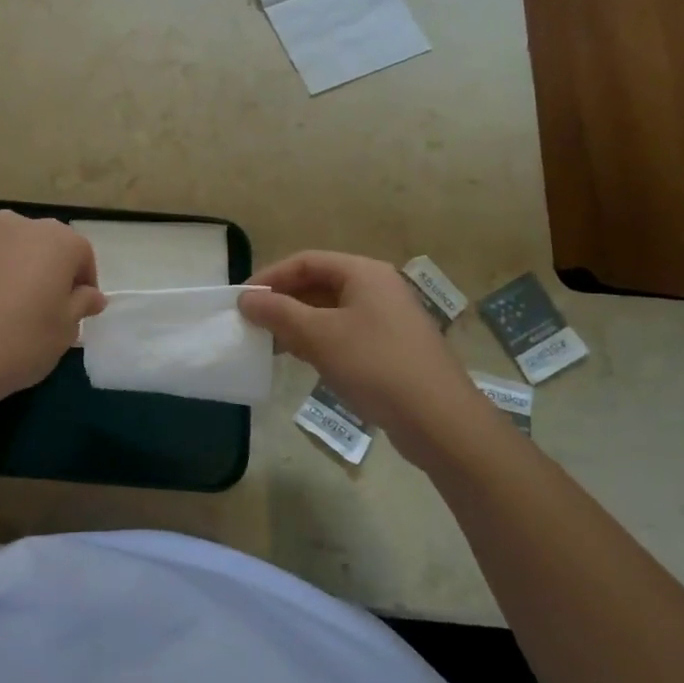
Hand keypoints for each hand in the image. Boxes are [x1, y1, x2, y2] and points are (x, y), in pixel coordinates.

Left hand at [0, 211, 105, 415]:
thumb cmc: (20, 342)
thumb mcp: (65, 331)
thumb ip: (81, 304)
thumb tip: (91, 295)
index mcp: (56, 239)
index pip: (81, 254)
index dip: (84, 283)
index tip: (77, 311)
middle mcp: (18, 225)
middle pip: (45, 245)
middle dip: (50, 270)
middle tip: (45, 308)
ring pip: (10, 248)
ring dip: (17, 269)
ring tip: (10, 308)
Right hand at [239, 251, 492, 454]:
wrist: (440, 421)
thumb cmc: (376, 366)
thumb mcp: (319, 336)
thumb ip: (279, 313)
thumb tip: (246, 299)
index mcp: (363, 272)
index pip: (305, 261)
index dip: (270, 277)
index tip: (243, 300)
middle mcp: (377, 287)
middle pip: (318, 283)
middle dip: (283, 301)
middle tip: (253, 323)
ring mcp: (387, 318)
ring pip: (330, 310)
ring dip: (298, 323)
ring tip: (271, 344)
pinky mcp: (391, 347)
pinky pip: (345, 332)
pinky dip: (319, 340)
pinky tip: (303, 360)